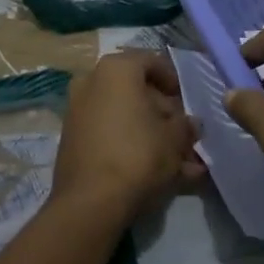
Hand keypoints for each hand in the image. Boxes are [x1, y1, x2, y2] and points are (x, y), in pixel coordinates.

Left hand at [53, 52, 204, 222]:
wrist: (90, 202)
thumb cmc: (138, 155)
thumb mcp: (175, 138)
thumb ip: (186, 125)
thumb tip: (191, 124)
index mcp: (116, 69)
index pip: (152, 61)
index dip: (174, 80)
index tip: (187, 102)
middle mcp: (91, 81)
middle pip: (137, 91)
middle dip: (164, 115)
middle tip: (185, 136)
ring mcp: (77, 111)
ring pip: (125, 117)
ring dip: (152, 136)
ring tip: (181, 164)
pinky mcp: (72, 139)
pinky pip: (110, 135)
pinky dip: (132, 147)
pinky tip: (159, 175)